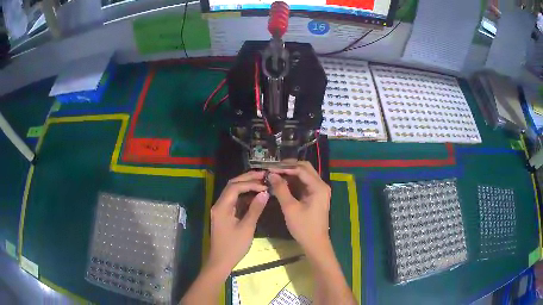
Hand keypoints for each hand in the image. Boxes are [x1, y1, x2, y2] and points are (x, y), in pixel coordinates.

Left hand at [207, 171, 269, 275]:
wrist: (220, 261)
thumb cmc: (233, 247)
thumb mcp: (247, 228)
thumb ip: (255, 209)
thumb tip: (265, 193)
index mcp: (222, 206)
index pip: (235, 187)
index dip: (251, 183)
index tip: (265, 184)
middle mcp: (219, 204)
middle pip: (232, 185)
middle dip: (248, 178)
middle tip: (264, 175)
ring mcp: (220, 209)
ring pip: (232, 191)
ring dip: (246, 185)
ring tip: (261, 182)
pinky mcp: (224, 214)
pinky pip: (234, 200)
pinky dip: (244, 195)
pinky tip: (255, 195)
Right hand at [268, 161, 331, 252]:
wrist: (315, 243)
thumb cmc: (303, 227)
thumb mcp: (290, 208)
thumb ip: (281, 189)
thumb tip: (271, 174)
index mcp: (318, 187)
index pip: (301, 169)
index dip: (285, 167)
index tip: (270, 168)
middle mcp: (321, 185)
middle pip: (305, 168)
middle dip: (288, 166)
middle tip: (273, 168)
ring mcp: (319, 190)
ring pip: (304, 174)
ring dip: (291, 173)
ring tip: (275, 174)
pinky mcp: (315, 195)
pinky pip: (304, 182)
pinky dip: (293, 180)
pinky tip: (282, 182)